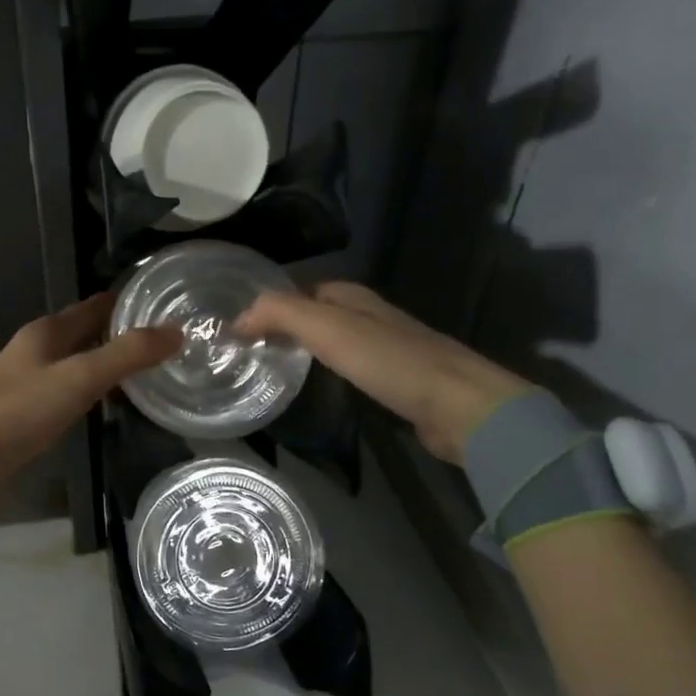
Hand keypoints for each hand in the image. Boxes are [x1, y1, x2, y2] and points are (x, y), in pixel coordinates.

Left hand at [0, 294, 180, 513]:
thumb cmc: (23, 411)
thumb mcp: (81, 378)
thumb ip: (127, 354)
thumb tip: (176, 332)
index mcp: (48, 330)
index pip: (96, 305)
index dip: (130, 304)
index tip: (168, 307)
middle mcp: (38, 347)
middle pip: (88, 331)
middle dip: (123, 333)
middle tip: (168, 343)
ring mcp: (30, 378)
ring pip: (79, 359)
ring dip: (109, 361)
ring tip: (149, 370)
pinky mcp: (28, 407)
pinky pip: (70, 386)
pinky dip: (93, 386)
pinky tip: (111, 400)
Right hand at [234, 281, 530, 463]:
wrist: (457, 405)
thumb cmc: (389, 361)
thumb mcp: (327, 328)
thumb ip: (281, 314)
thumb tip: (237, 319)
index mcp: (353, 297)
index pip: (301, 290)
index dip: (271, 303)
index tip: (238, 327)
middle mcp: (369, 316)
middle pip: (317, 313)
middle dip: (285, 325)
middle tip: (248, 350)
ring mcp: (385, 348)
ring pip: (333, 340)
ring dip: (305, 348)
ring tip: (272, 367)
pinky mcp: (395, 380)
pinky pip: (349, 367)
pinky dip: (327, 371)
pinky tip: (316, 387)